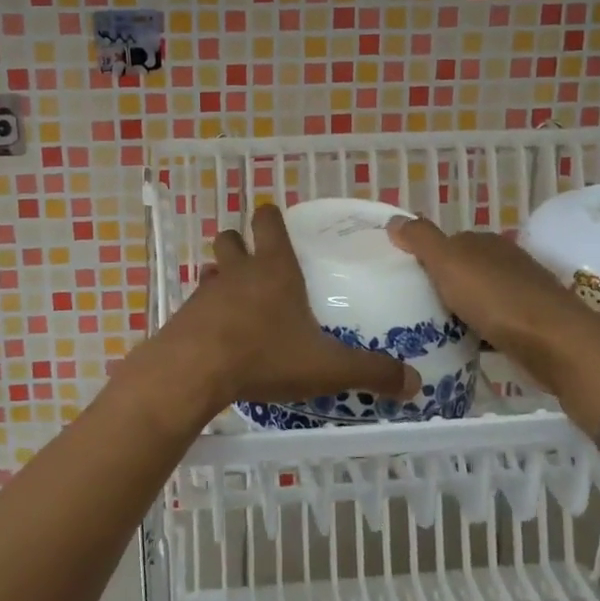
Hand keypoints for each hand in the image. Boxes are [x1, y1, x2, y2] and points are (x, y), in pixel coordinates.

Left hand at [156, 204, 419, 417]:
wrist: (195, 371)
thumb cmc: (265, 355)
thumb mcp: (327, 367)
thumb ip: (370, 371)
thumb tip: (414, 382)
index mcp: (274, 268)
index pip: (268, 222)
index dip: (271, 218)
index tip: (278, 223)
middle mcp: (238, 271)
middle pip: (230, 237)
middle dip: (240, 243)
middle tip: (257, 263)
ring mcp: (207, 291)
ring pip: (211, 269)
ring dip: (221, 276)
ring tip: (238, 300)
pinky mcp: (185, 315)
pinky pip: (197, 302)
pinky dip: (207, 310)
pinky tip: (219, 334)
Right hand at [387, 216, 580, 353]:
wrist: (555, 344)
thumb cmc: (496, 298)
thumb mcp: (448, 262)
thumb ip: (420, 239)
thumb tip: (394, 220)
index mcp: (486, 242)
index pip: (449, 243)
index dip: (426, 258)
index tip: (404, 279)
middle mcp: (506, 261)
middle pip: (464, 270)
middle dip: (442, 285)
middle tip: (412, 307)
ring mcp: (522, 293)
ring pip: (479, 298)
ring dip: (460, 310)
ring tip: (431, 330)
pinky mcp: (531, 324)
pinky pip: (494, 323)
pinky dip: (479, 332)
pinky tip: (464, 346)